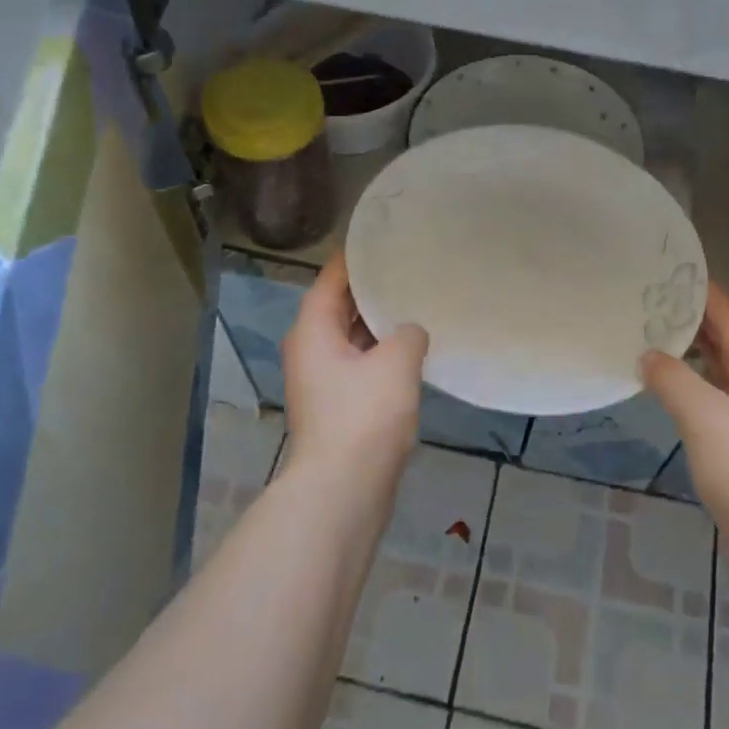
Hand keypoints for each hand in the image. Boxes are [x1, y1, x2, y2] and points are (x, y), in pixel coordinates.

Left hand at [281, 254, 428, 486]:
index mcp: (313, 328)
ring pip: (352, 336)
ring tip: (418, 300)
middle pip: (340, 305)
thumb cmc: (363, 417)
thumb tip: (410, 332)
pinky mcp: (338, 404)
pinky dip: (382, 352)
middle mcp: (311, 348)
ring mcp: (323, 379)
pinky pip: (361, 363)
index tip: (388, 236)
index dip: (359, 255)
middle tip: (412, 265)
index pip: (333, 276)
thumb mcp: (396, 362)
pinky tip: (414, 348)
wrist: (342, 491)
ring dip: (380, 323)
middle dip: (373, 288)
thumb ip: (408, 333)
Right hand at [640, 283, 728, 537]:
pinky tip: (671, 388)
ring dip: (694, 353)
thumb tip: (648, 355)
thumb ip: (672, 379)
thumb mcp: (703, 416)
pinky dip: (693, 385)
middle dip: (697, 320)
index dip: (708, 295)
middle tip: (656, 300)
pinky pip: (716, 399)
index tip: (677, 272)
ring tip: (656, 335)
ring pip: (722, 372)